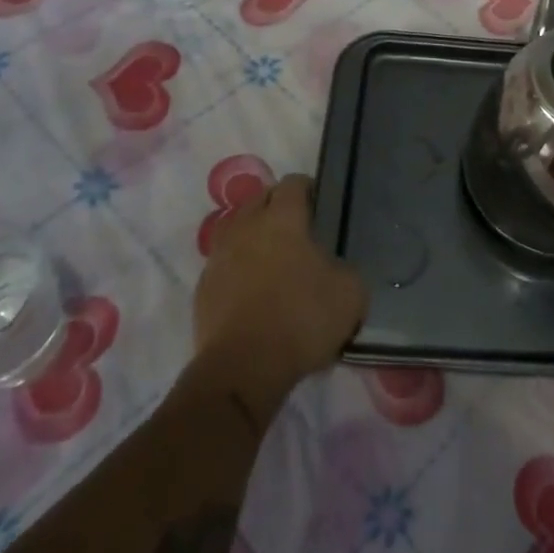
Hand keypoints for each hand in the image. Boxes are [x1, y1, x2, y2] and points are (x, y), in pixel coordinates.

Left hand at [194, 174, 367, 417]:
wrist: (243, 369)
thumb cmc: (301, 319)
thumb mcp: (350, 294)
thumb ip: (346, 270)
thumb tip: (336, 270)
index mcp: (283, 217)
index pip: (293, 183)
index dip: (308, 190)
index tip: (321, 207)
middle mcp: (246, 226)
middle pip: (260, 199)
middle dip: (277, 207)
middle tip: (298, 230)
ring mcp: (219, 256)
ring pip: (236, 229)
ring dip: (253, 235)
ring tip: (272, 258)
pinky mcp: (203, 288)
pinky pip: (223, 263)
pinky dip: (237, 267)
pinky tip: (253, 289)